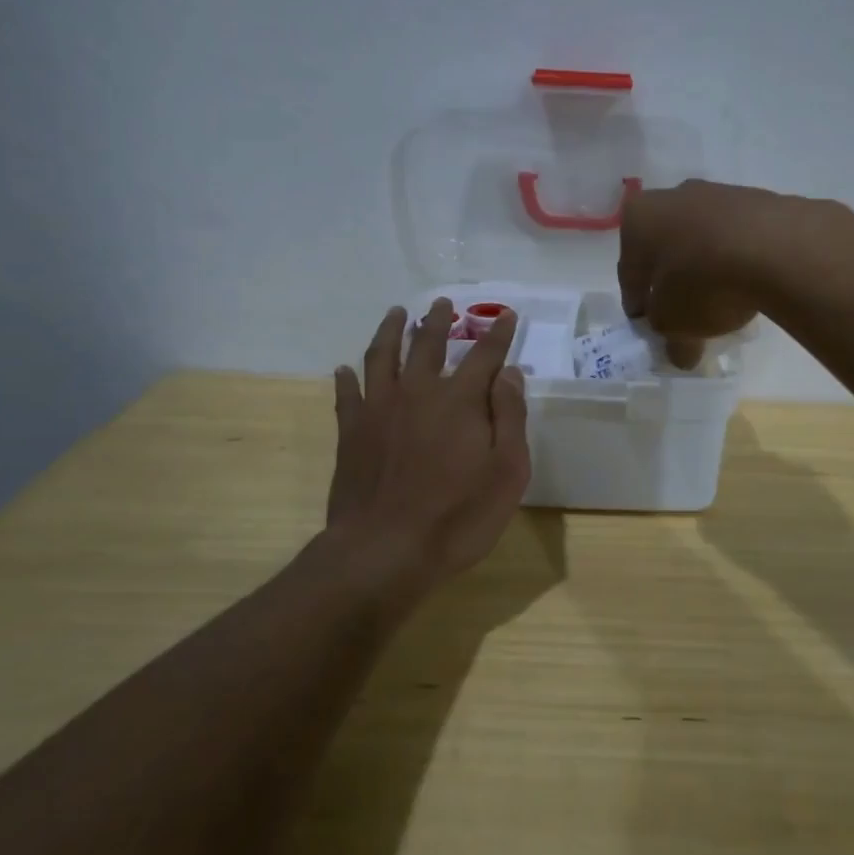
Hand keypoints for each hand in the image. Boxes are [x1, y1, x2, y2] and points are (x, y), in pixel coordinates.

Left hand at [327, 299, 530, 590]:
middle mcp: (418, 392)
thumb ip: (509, 417)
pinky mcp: (351, 432)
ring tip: (395, 313)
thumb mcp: (507, 472)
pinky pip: (347, 393)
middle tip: (442, 303)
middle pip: (428, 345)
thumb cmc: (458, 516)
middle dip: (438, 321)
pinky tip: (344, 368)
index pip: (484, 355)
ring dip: (390, 331)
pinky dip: (346, 377)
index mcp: (460, 400)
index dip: (498, 334)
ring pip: (382, 356)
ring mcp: (379, 409)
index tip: (506, 315)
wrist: (384, 550)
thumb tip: (509, 373)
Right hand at [618, 180, 798, 368]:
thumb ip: (671, 339)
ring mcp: (718, 193)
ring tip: (722, 303)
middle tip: (683, 315)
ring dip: (706, 268)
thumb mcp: (676, 324)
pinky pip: (738, 238)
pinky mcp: (759, 200)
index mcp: (638, 219)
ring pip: (702, 240)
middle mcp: (673, 197)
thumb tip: (680, 354)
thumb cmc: (703, 282)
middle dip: (672, 281)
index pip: (629, 272)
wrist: (777, 248)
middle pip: (665, 249)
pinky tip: (749, 285)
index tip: (649, 325)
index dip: (638, 303)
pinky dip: (737, 259)